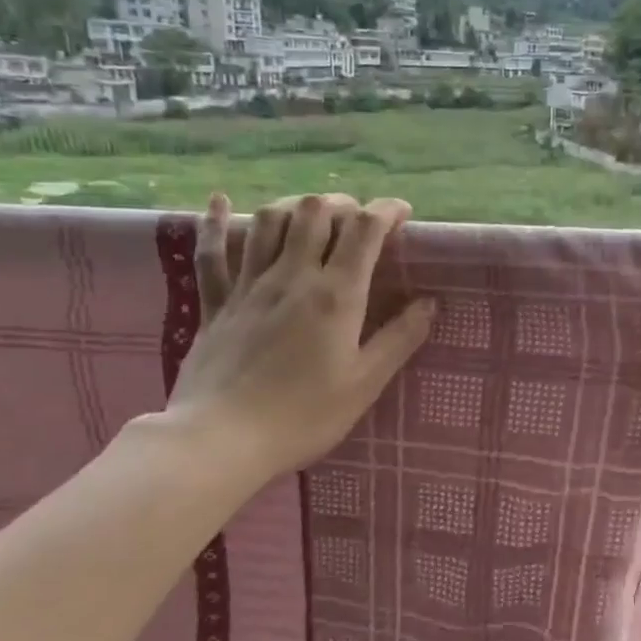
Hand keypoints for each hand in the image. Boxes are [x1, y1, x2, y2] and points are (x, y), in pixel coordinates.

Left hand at [167, 191, 435, 480]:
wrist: (221, 438)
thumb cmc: (303, 415)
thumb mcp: (364, 383)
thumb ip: (399, 339)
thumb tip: (430, 304)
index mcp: (335, 294)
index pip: (364, 230)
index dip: (386, 211)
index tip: (401, 213)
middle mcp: (292, 276)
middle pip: (315, 212)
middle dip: (342, 203)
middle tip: (357, 221)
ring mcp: (249, 285)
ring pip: (268, 221)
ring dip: (293, 206)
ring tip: (309, 214)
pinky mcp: (216, 302)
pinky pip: (211, 253)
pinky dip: (214, 222)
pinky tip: (219, 201)